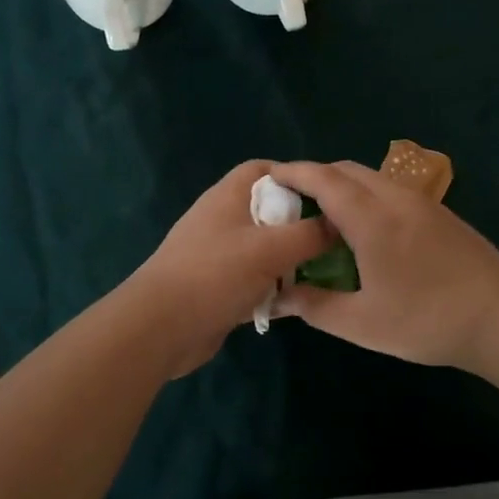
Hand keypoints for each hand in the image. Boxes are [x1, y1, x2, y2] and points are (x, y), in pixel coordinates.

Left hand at [134, 160, 331, 367]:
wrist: (160, 329)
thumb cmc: (214, 275)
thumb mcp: (270, 249)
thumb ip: (309, 234)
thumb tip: (339, 225)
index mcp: (228, 197)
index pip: (264, 170)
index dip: (296, 176)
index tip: (329, 196)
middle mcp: (223, 220)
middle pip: (269, 211)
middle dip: (301, 223)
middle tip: (336, 238)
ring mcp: (219, 256)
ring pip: (265, 249)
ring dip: (291, 261)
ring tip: (327, 272)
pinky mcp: (220, 289)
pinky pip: (256, 281)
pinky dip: (276, 289)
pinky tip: (301, 302)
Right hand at [269, 161, 498, 368]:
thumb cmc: (426, 320)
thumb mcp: (362, 324)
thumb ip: (315, 306)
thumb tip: (279, 297)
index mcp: (371, 218)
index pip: (322, 179)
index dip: (292, 173)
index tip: (268, 177)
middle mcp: (394, 197)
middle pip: (346, 170)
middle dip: (314, 178)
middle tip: (291, 203)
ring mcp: (421, 201)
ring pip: (371, 177)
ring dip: (342, 186)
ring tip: (324, 217)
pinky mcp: (439, 212)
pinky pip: (390, 189)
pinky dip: (366, 195)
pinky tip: (365, 229)